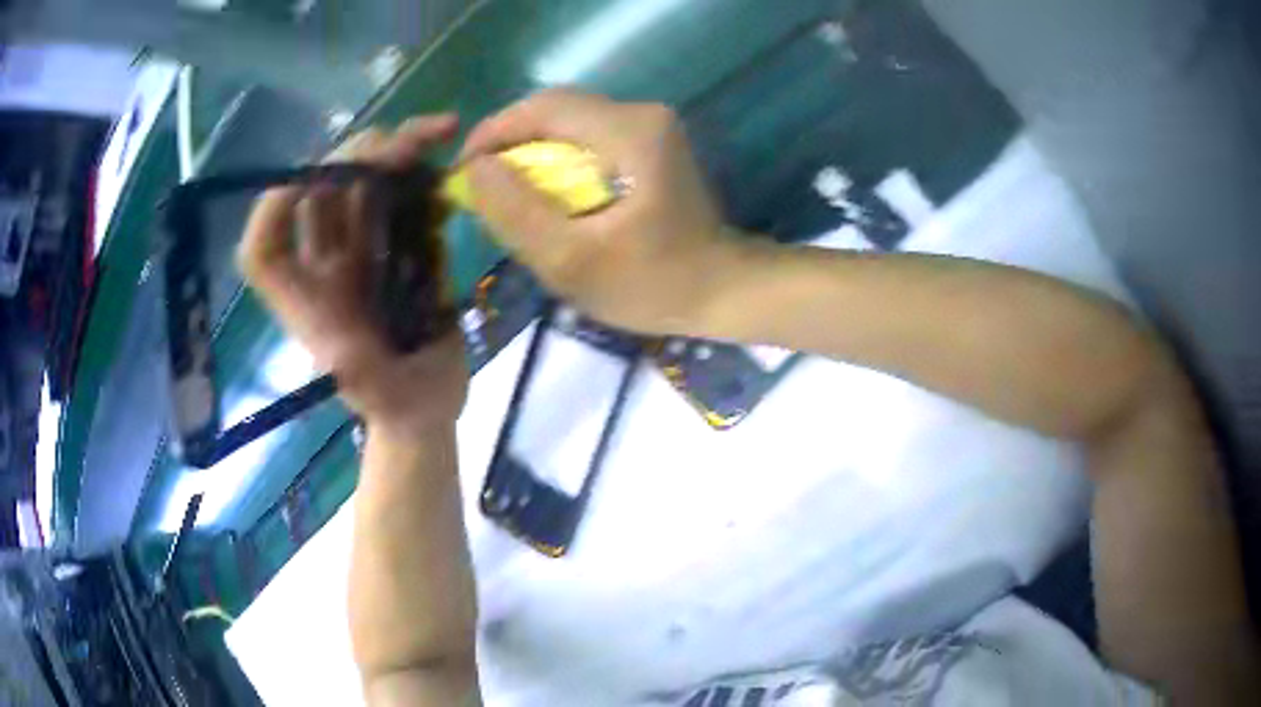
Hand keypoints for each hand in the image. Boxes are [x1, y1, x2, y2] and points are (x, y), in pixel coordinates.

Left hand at [238, 116, 468, 440]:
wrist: (429, 405)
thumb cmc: (401, 409)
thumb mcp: (384, 401)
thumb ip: (362, 377)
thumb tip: (346, 347)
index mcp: (310, 301)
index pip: (265, 249)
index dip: (275, 207)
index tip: (316, 176)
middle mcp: (326, 268)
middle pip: (318, 195)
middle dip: (356, 158)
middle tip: (410, 143)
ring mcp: (360, 254)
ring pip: (359, 187)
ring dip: (391, 154)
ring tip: (439, 135)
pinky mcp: (394, 249)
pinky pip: (397, 198)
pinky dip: (418, 177)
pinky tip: (445, 174)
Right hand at [460, 89, 732, 333]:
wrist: (722, 290)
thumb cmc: (652, 284)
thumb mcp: (571, 260)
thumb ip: (516, 212)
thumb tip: (473, 170)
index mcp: (629, 132)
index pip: (543, 107)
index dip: (493, 132)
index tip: (462, 170)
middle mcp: (641, 114)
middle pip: (555, 110)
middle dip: (508, 141)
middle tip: (479, 183)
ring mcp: (650, 126)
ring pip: (569, 122)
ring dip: (530, 150)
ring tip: (503, 189)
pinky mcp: (650, 142)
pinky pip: (587, 137)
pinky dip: (555, 158)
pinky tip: (542, 190)